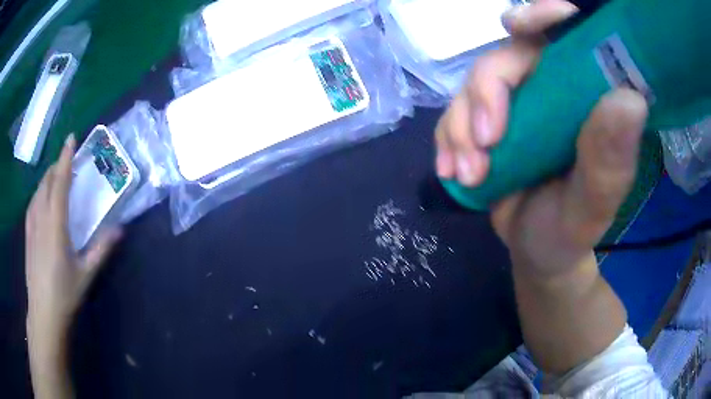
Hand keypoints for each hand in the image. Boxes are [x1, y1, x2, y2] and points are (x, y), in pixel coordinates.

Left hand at [25, 134, 120, 397]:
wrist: (43, 313)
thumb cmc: (64, 294)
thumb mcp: (86, 274)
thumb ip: (101, 249)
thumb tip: (120, 229)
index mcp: (56, 225)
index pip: (60, 182)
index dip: (66, 158)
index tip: (72, 137)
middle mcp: (41, 218)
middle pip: (47, 181)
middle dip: (57, 166)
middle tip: (68, 162)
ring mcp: (31, 225)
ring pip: (38, 191)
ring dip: (47, 178)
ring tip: (56, 177)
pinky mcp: (27, 234)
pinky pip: (32, 203)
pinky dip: (39, 193)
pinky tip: (42, 199)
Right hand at [435, 0, 647, 278]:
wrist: (539, 252)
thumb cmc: (572, 230)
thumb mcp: (594, 205)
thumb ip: (610, 160)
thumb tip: (630, 99)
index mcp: (585, 96)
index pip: (565, 34)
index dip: (541, 15)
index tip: (520, 24)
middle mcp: (551, 88)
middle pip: (507, 55)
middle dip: (487, 92)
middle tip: (485, 142)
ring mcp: (516, 104)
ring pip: (474, 85)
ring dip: (461, 127)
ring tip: (471, 175)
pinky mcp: (486, 123)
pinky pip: (455, 114)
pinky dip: (447, 140)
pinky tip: (453, 171)